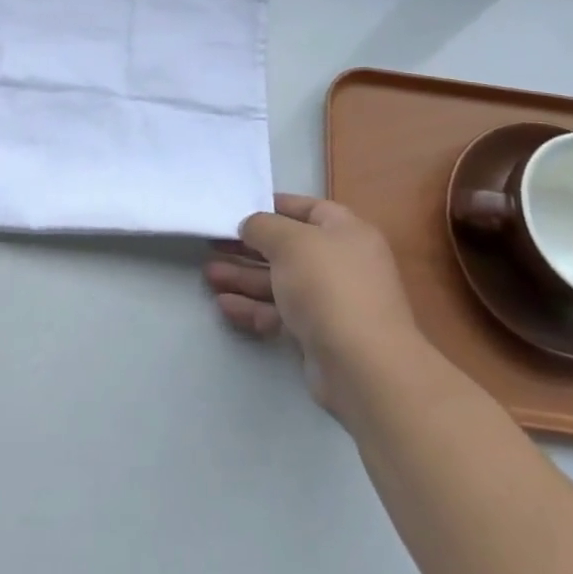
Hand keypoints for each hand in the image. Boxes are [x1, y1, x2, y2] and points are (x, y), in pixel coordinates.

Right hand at [205, 194, 427, 417]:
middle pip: (288, 248)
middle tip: (214, 244)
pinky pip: (282, 313)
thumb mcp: (290, 241)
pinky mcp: (319, 335)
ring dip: (245, 277)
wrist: (362, 367)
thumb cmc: (328, 286)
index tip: (240, 209)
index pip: (307, 209)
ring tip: (209, 275)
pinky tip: (224, 305)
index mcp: (346, 232)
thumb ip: (263, 226)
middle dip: (249, 247)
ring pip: (281, 282)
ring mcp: (332, 301)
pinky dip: (254, 307)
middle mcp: (342, 263)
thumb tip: (251, 226)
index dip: (274, 206)